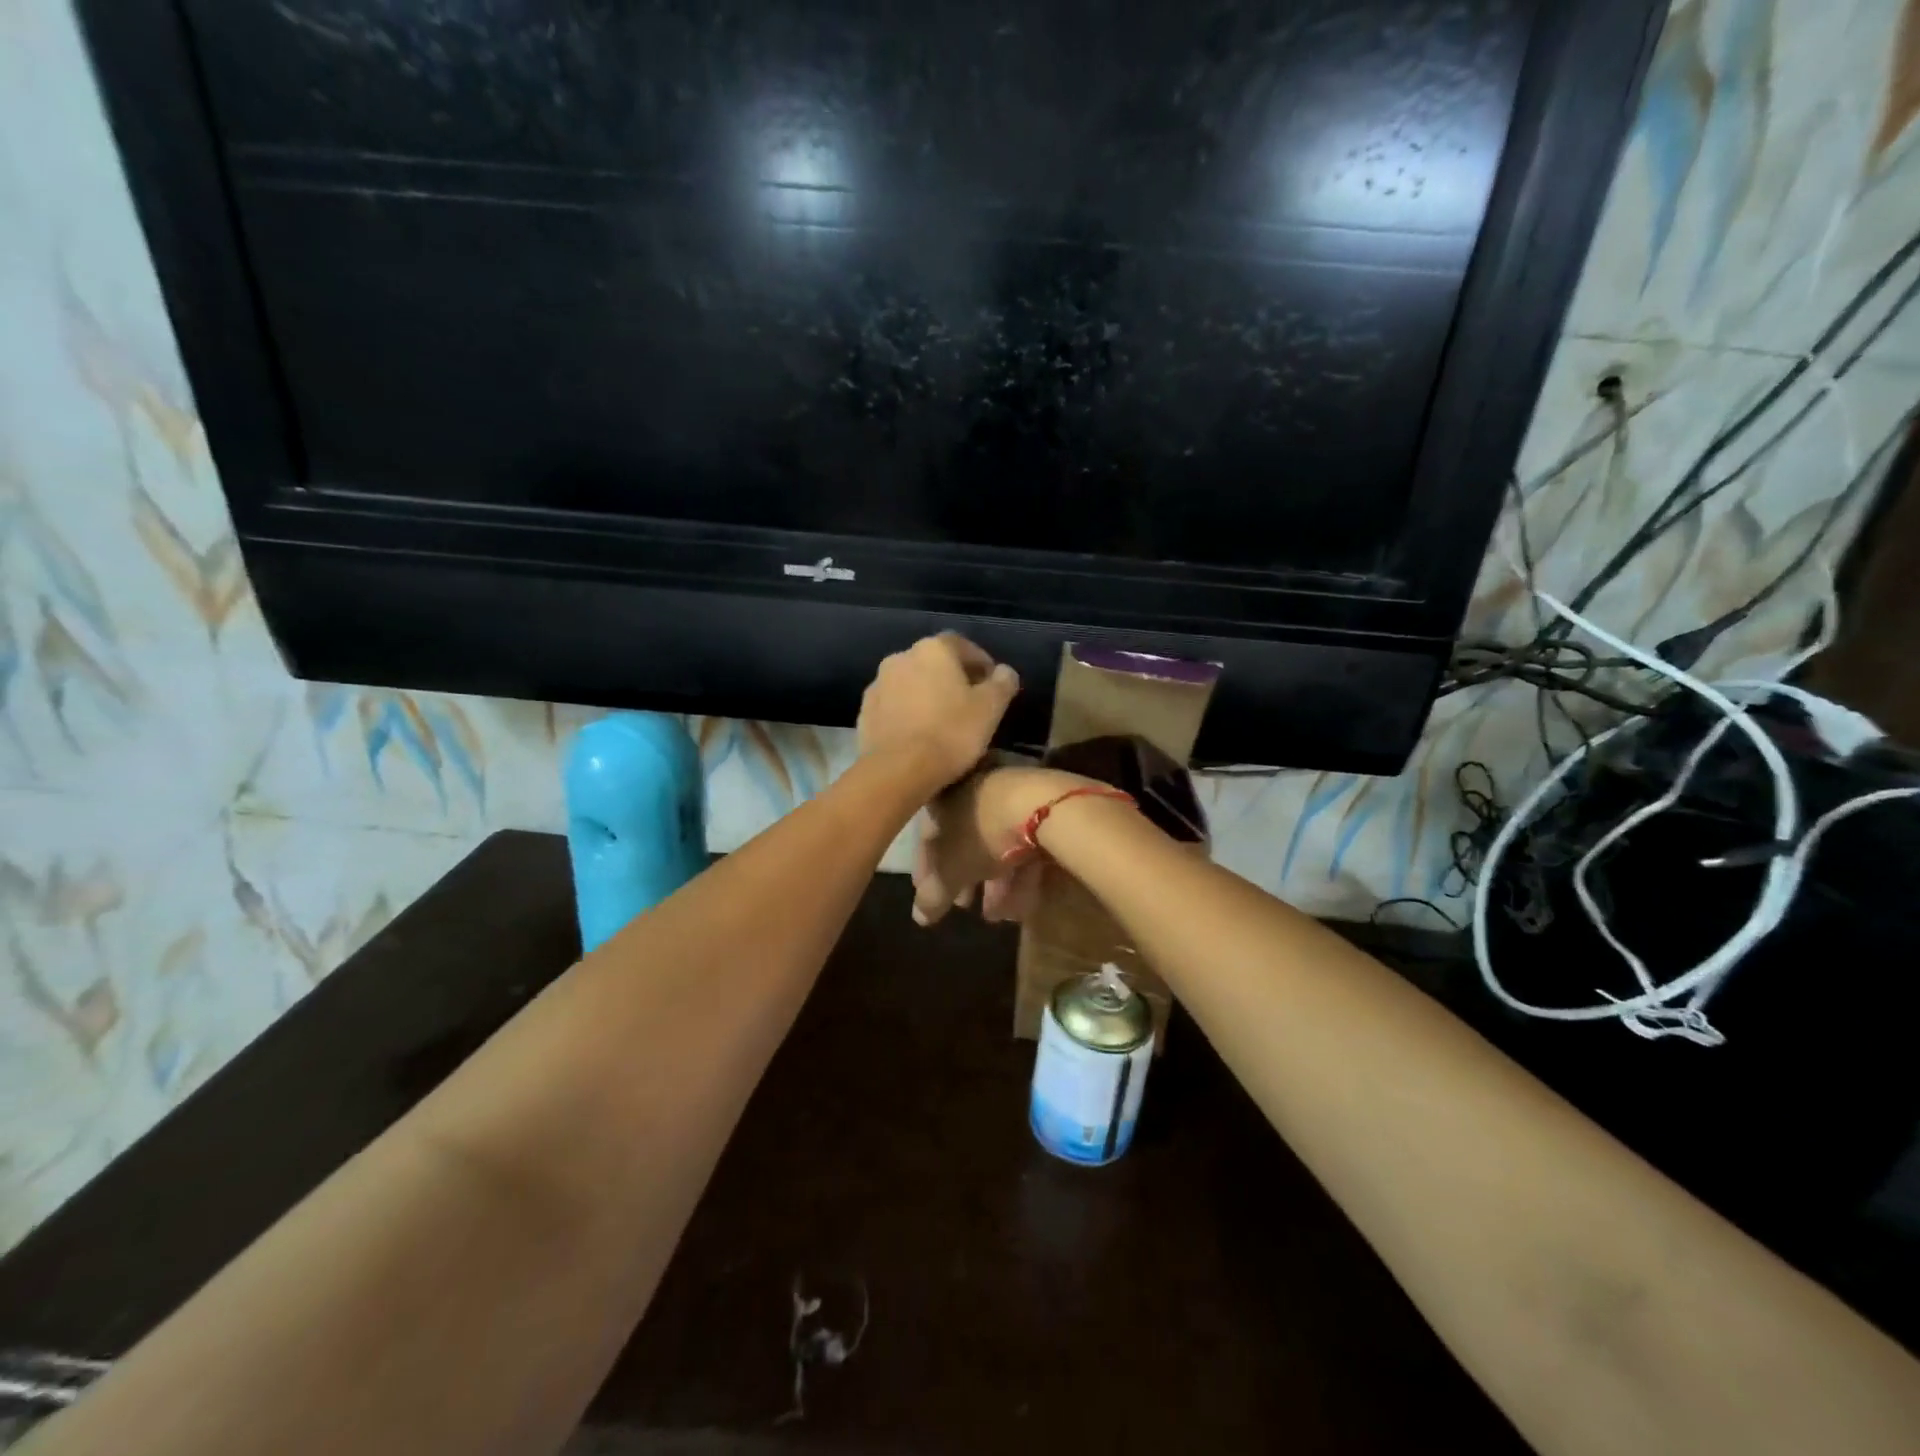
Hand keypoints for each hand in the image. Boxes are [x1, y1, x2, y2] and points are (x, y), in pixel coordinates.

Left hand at [856, 634, 1020, 790]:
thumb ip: (1002, 683)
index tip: (992, 685)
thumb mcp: (991, 708)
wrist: (897, 771)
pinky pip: (894, 706)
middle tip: (970, 704)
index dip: (981, 663)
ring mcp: (878, 684)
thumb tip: (1004, 671)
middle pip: (934, 662)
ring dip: (927, 695)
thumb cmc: (951, 733)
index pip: (963, 645)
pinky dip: (908, 713)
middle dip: (952, 678)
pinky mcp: (865, 712)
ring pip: (911, 684)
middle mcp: (901, 657)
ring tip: (943, 722)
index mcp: (933, 649)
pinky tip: (918, 735)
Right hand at [911, 766, 1098, 926]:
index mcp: (942, 796)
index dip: (926, 871)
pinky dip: (1019, 872)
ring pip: (996, 843)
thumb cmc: (980, 832)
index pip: (926, 837)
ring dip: (995, 883)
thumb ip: (932, 895)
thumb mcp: (950, 870)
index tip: (930, 897)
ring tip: (1000, 916)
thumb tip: (919, 917)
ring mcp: (1007, 794)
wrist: (1041, 804)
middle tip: (965, 906)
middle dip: (965, 878)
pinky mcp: (1040, 804)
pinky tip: (1023, 902)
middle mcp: (972, 789)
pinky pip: (1022, 842)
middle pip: (964, 840)